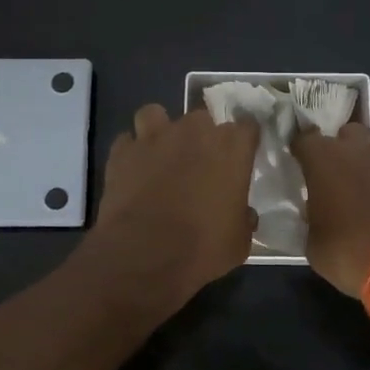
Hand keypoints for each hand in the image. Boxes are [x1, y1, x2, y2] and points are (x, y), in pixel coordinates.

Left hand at [83, 103, 259, 306]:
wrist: (145, 254)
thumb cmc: (202, 247)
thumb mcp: (239, 241)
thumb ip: (243, 218)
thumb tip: (245, 214)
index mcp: (230, 148)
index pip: (247, 127)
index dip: (244, 142)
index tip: (242, 157)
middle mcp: (194, 132)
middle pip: (203, 119)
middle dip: (202, 137)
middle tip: (200, 164)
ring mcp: (154, 137)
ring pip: (156, 115)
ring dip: (160, 131)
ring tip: (161, 154)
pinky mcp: (122, 152)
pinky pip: (128, 142)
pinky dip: (131, 153)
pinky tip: (133, 171)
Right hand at [293, 122, 369, 297]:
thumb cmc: (351, 254)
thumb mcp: (314, 243)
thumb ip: (311, 216)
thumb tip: (316, 211)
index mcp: (324, 158)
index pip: (303, 138)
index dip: (300, 151)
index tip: (299, 166)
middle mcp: (357, 147)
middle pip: (343, 135)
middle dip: (338, 151)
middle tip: (334, 178)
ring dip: (364, 161)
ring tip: (363, 189)